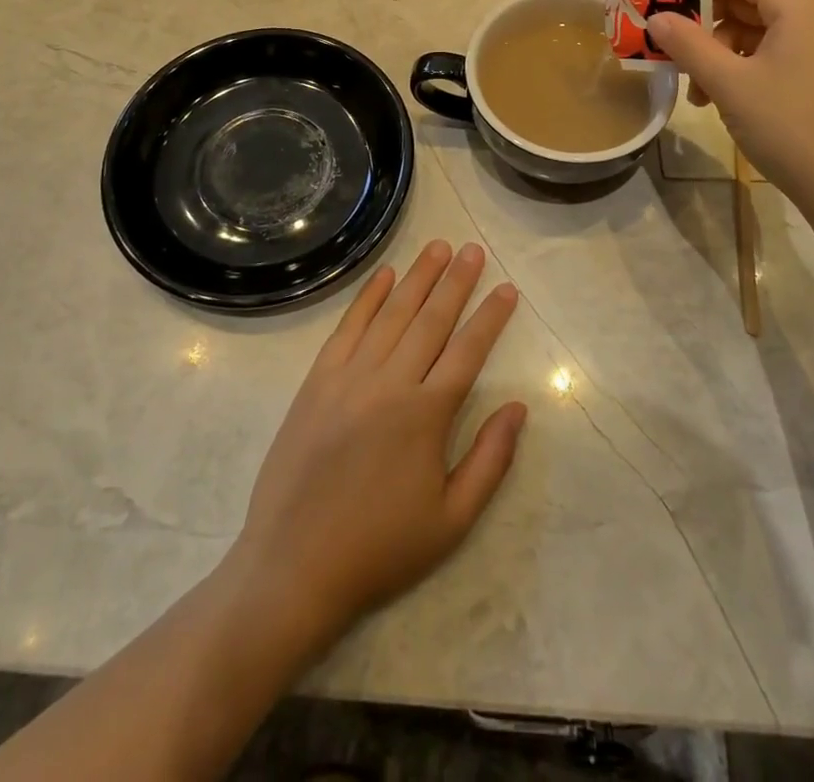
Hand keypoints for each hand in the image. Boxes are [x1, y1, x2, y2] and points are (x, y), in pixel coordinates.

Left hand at [232, 241, 524, 645]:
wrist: (294, 565)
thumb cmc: (380, 547)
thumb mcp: (452, 521)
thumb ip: (491, 460)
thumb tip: (519, 407)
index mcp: (426, 415)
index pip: (468, 350)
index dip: (491, 317)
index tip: (507, 288)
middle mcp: (390, 383)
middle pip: (431, 320)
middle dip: (457, 282)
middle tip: (474, 249)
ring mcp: (349, 377)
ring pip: (392, 314)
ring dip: (418, 278)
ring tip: (439, 248)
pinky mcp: (317, 380)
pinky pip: (348, 327)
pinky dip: (368, 298)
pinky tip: (385, 276)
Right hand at [646, 0, 813, 226]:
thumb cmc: (789, 128)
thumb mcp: (729, 84)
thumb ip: (688, 45)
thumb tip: (655, 18)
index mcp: (801, 8)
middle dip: (702, 16)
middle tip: (664, 37)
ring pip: (755, 28)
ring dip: (715, 48)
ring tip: (690, 84)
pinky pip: (769, 53)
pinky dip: (737, 66)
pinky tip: (716, 97)